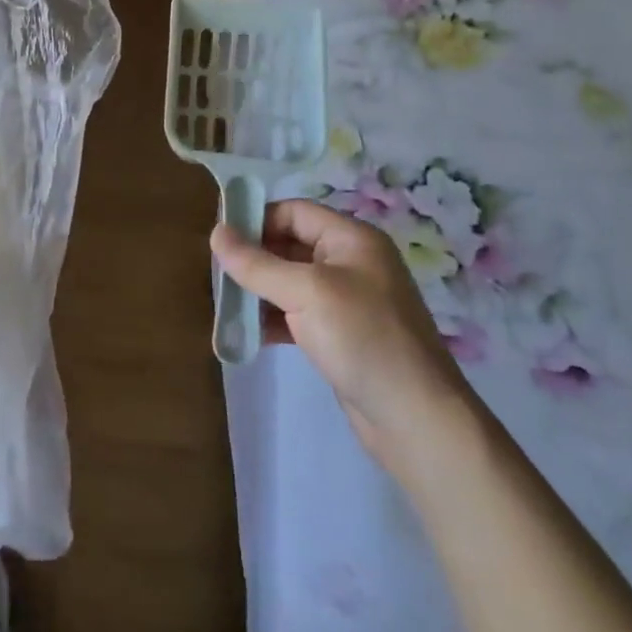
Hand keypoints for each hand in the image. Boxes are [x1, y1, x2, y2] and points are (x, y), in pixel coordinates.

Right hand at [211, 200, 471, 477]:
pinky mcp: (340, 335)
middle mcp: (350, 263)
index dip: (256, 220)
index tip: (219, 239)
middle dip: (252, 259)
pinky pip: (297, 315)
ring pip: (289, 283)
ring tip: (225, 306)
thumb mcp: (306, 293)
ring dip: (258, 292)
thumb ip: (257, 263)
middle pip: (289, 245)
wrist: (416, 419)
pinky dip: (272, 320)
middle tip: (216, 275)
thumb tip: (216, 232)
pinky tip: (246, 335)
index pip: (294, 212)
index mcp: (351, 239)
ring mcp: (346, 301)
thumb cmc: (363, 339)